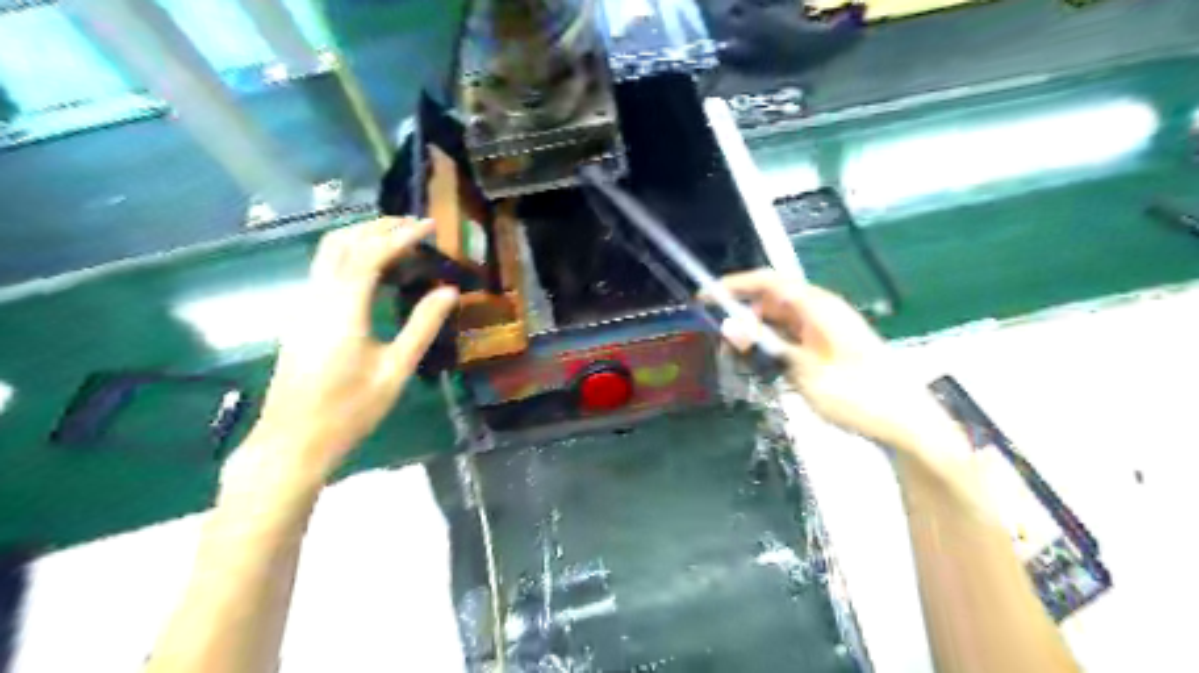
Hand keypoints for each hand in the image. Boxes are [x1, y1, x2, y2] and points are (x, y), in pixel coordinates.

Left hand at [241, 217, 459, 482]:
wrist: (293, 440)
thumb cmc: (349, 410)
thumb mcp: (395, 370)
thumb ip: (422, 326)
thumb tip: (448, 291)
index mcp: (343, 309)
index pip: (371, 254)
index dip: (401, 235)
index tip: (429, 226)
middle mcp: (318, 297)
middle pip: (342, 242)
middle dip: (378, 226)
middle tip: (415, 226)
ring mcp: (304, 305)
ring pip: (327, 253)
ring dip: (362, 237)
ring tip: (399, 240)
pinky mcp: (302, 316)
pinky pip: (325, 270)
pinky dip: (351, 255)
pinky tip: (375, 270)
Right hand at [720, 270, 961, 458]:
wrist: (906, 423)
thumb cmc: (859, 396)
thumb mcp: (805, 372)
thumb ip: (766, 347)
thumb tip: (729, 327)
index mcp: (819, 307)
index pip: (768, 282)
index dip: (734, 285)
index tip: (705, 297)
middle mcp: (822, 311)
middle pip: (771, 301)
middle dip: (743, 317)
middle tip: (725, 346)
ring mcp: (827, 330)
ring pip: (780, 321)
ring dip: (757, 336)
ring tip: (742, 362)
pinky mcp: (829, 348)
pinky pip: (792, 338)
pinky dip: (774, 348)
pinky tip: (767, 371)